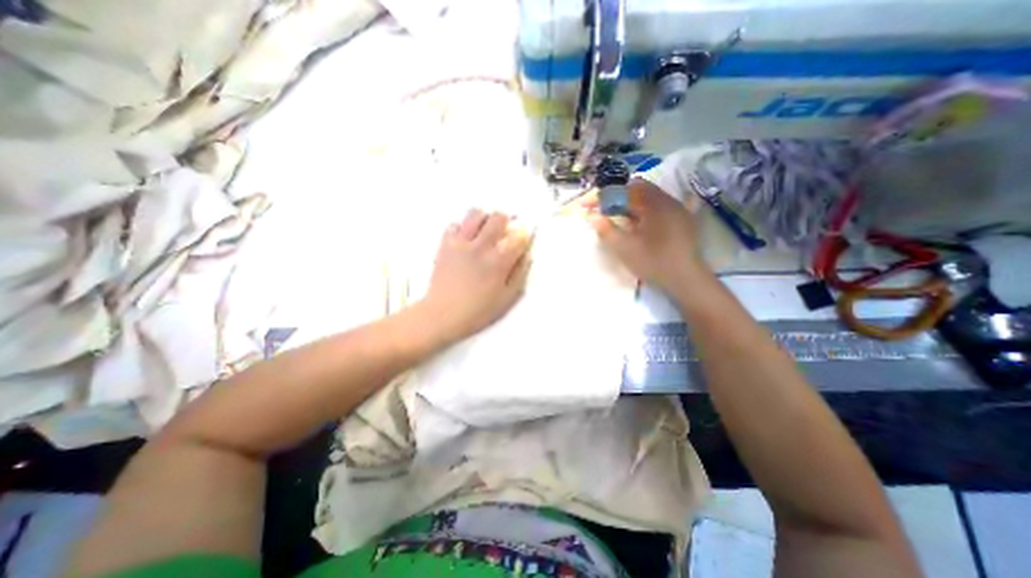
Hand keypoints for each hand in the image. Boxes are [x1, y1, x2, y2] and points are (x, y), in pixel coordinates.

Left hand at [416, 209, 530, 345]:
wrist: (442, 315)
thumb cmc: (477, 311)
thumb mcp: (506, 298)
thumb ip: (519, 275)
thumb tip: (527, 256)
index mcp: (498, 261)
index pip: (518, 236)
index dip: (524, 235)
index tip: (523, 239)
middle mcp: (481, 246)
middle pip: (497, 217)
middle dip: (506, 221)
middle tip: (504, 231)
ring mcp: (461, 243)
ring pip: (475, 214)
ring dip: (484, 219)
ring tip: (484, 231)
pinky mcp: (445, 245)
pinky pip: (454, 225)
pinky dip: (462, 228)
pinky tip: (465, 240)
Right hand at [587, 179, 709, 295]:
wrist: (686, 280)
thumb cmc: (654, 262)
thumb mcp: (624, 249)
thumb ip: (606, 230)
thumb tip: (593, 217)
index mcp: (653, 204)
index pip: (623, 192)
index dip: (602, 197)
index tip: (586, 206)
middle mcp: (667, 200)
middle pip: (637, 189)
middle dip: (616, 197)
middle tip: (602, 210)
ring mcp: (677, 209)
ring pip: (648, 196)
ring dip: (629, 203)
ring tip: (616, 216)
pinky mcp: (681, 220)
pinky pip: (658, 206)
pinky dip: (643, 209)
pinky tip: (638, 221)